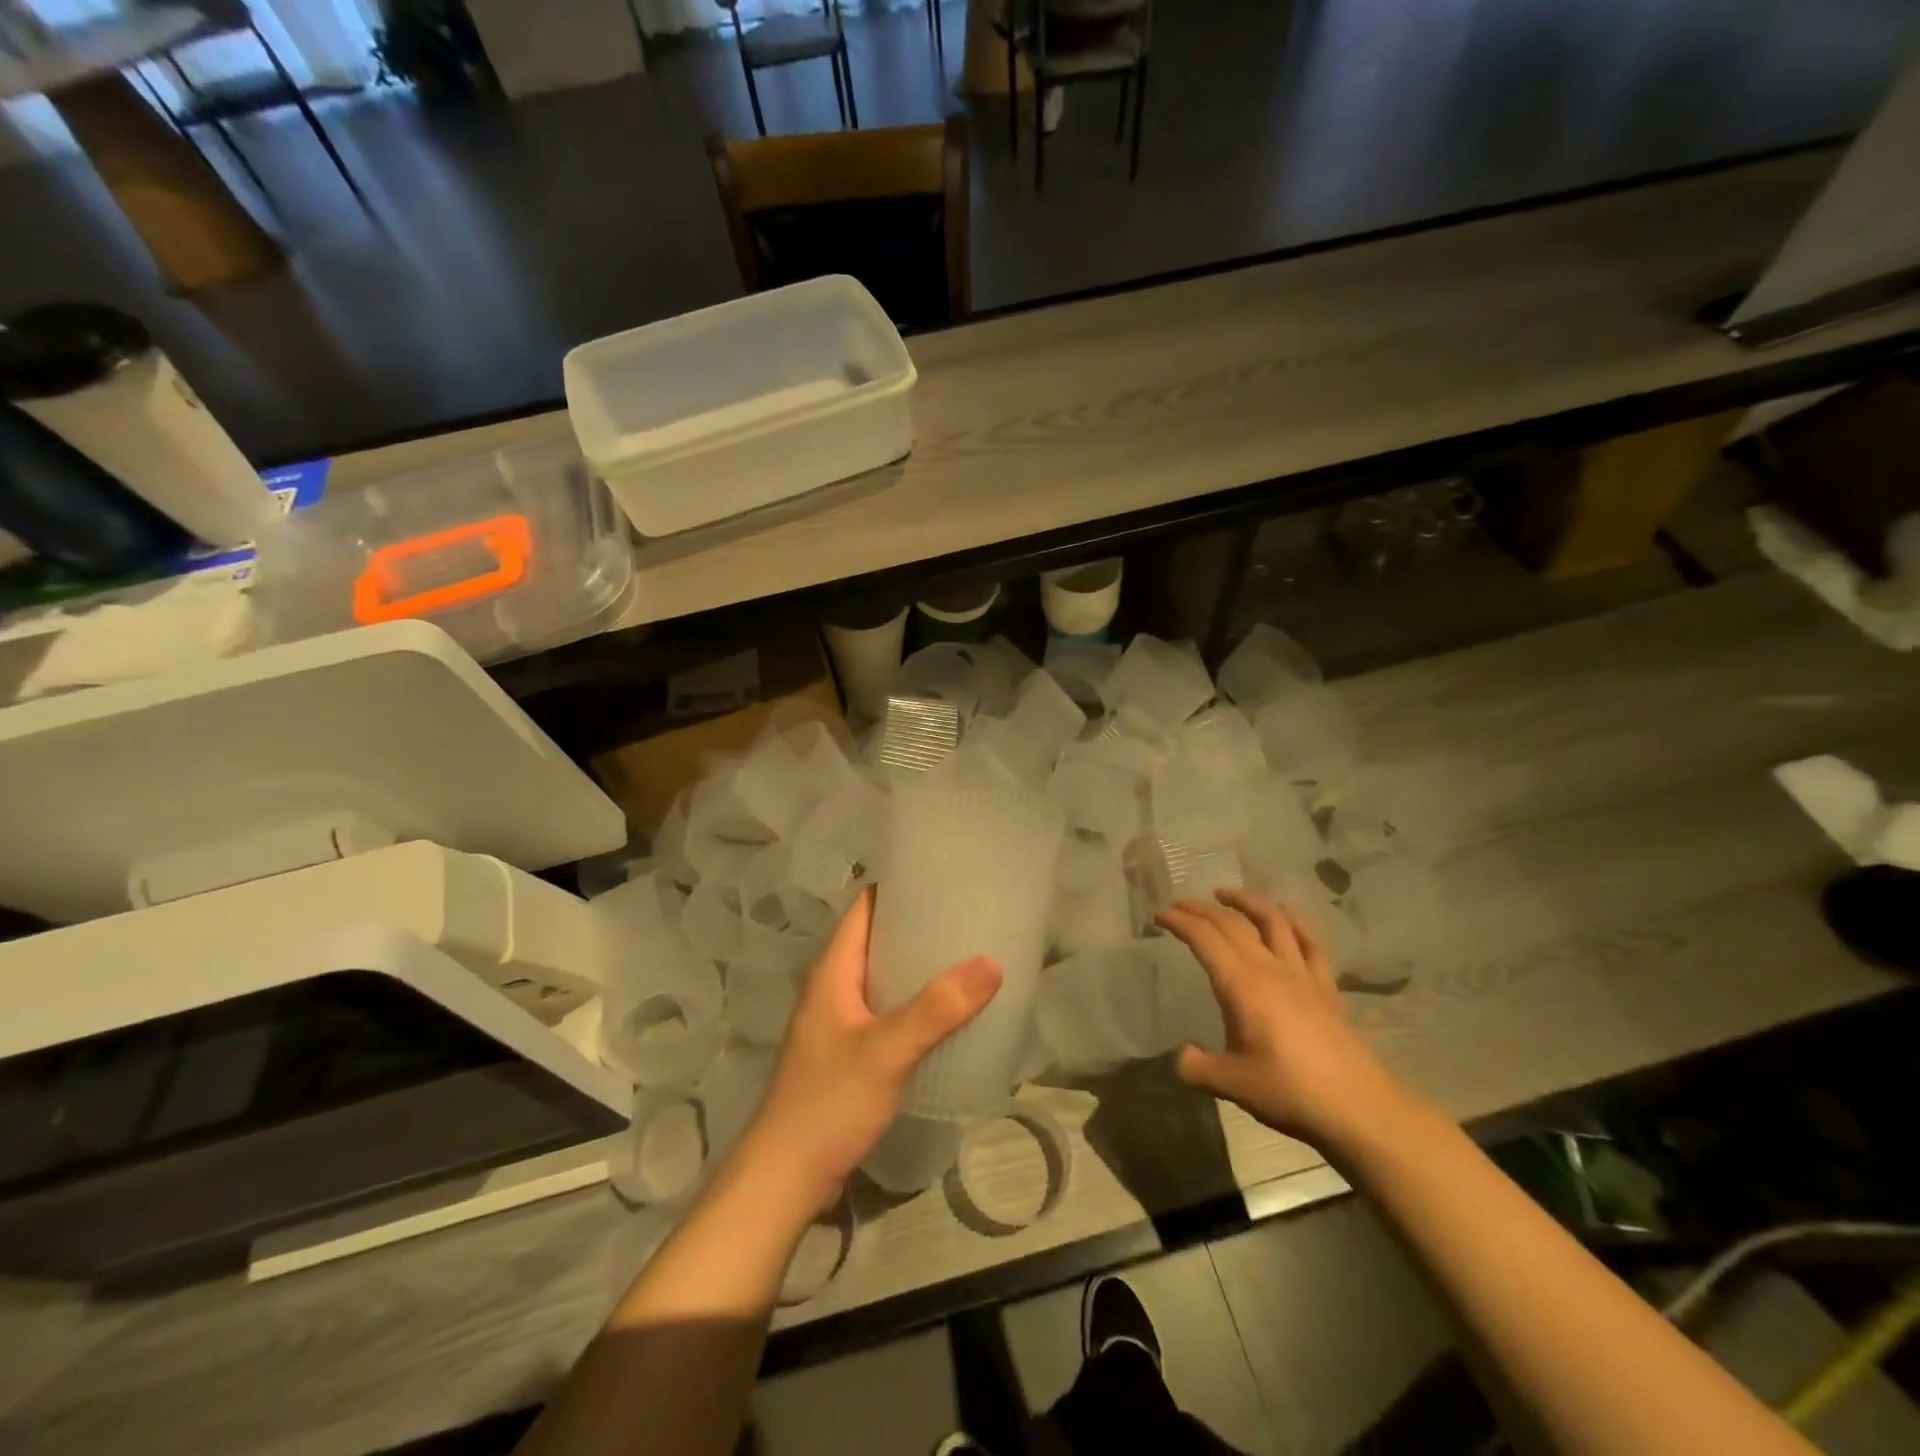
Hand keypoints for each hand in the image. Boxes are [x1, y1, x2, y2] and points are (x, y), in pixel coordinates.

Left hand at [733, 887, 1001, 1216]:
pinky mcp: (848, 1051)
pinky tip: (946, 1012)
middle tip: (970, 918)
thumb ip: (937, 1008)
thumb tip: (991, 961)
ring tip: (967, 957)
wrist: (785, 1178)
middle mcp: (833, 986)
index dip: (900, 887)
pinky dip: (914, 1001)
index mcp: (833, 970)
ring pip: (883, 976)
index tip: (945, 879)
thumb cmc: (829, 1102)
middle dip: (919, 926)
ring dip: (919, 966)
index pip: (865, 907)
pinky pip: (886, 1009)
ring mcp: (839, 1020)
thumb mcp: (886, 1051)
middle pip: (878, 939)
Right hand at [1156, 888, 1413, 1150]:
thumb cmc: (1289, 1091)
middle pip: (1232, 923)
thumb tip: (1183, 1056)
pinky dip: (1295, 922)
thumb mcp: (1231, 1084)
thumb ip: (1198, 1067)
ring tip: (1226, 894)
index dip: (1180, 921)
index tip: (1160, 916)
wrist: (1358, 1108)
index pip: (1204, 938)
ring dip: (1246, 901)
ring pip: (1272, 921)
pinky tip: (1286, 914)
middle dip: (1202, 908)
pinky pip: (1309, 944)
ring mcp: (1302, 975)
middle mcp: (1270, 968)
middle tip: (1181, 905)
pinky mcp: (1326, 988)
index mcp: (1242, 985)